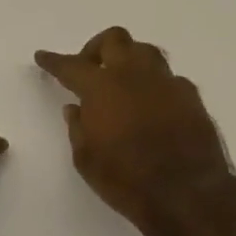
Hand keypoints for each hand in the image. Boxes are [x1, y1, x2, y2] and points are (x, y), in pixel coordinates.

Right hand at [35, 27, 233, 233]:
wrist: (187, 195)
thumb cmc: (127, 180)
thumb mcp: (87, 160)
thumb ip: (78, 128)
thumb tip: (75, 108)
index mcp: (102, 87)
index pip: (71, 65)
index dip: (54, 60)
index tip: (43, 56)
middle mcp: (134, 75)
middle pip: (114, 39)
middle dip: (96, 48)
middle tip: (90, 69)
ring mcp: (166, 82)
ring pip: (145, 51)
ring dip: (129, 59)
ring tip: (122, 81)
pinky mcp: (191, 96)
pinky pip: (168, 78)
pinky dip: (155, 85)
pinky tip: (152, 104)